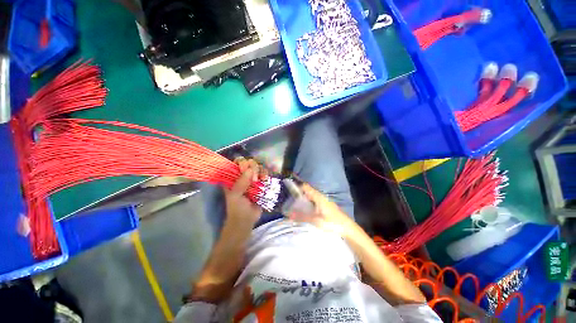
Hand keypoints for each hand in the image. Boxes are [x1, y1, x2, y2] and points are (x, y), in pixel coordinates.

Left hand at [223, 158, 266, 226]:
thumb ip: (240, 183)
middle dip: (253, 168)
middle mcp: (244, 175)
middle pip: (250, 163)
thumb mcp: (235, 196)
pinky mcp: (261, 183)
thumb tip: (250, 169)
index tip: (244, 170)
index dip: (242, 163)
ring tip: (261, 180)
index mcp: (234, 177)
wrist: (247, 220)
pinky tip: (265, 180)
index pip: (237, 162)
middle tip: (254, 179)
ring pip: (259, 167)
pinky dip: (266, 175)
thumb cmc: (237, 208)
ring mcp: (253, 179)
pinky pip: (265, 174)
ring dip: (261, 171)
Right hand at [287, 183, 356, 237]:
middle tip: (288, 199)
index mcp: (318, 197)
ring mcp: (324, 201)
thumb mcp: (316, 221)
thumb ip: (302, 217)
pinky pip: (314, 202)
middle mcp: (321, 197)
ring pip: (311, 197)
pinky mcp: (325, 206)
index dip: (297, 186)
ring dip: (303, 199)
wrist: (348, 228)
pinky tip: (304, 210)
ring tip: (293, 205)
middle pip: (307, 192)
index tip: (288, 190)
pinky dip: (307, 204)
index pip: (306, 187)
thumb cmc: (333, 223)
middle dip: (298, 194)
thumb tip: (289, 214)